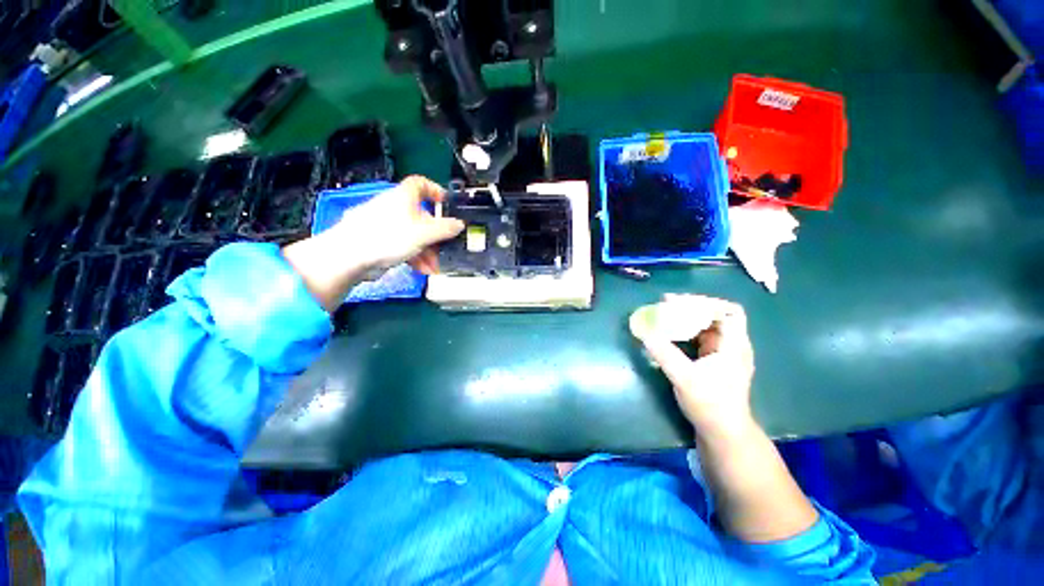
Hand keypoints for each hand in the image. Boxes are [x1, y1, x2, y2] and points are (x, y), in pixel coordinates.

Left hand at [283, 176, 464, 310]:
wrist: (349, 256)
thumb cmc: (389, 237)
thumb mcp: (424, 233)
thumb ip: (445, 228)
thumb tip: (460, 224)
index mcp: (404, 197)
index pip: (421, 184)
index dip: (436, 191)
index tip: (447, 204)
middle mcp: (396, 207)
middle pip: (422, 217)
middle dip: (436, 236)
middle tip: (444, 249)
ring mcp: (387, 225)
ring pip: (415, 234)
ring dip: (428, 251)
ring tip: (434, 267)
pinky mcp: (381, 240)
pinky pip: (404, 245)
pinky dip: (415, 256)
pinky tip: (423, 270)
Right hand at [636, 295, 755, 439]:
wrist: (723, 433)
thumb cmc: (710, 405)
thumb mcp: (684, 378)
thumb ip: (664, 353)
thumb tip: (644, 332)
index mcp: (734, 345)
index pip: (729, 311)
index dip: (705, 302)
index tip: (678, 302)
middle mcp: (732, 345)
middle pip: (715, 315)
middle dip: (691, 307)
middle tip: (665, 304)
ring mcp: (723, 353)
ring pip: (706, 325)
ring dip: (686, 317)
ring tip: (664, 314)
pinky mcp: (713, 361)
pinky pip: (699, 337)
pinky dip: (685, 330)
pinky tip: (669, 332)